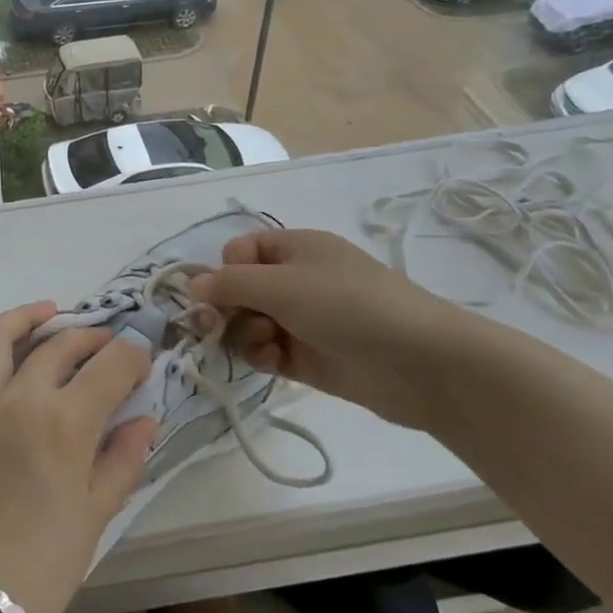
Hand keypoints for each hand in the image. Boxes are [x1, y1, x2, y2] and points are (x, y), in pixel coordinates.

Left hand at [0, 302, 156, 612]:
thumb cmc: (41, 565)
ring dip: (30, 317)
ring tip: (50, 314)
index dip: (132, 355)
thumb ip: (123, 458)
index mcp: (65, 424)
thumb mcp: (96, 515)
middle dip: (92, 336)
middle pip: (61, 343)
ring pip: (1, 334)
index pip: (110, 365)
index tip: (141, 357)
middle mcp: (19, 396)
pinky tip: (1, 350)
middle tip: (107, 343)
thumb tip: (145, 418)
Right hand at [188, 229, 467, 430]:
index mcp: (295, 249)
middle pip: (240, 290)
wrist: (421, 363)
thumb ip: (229, 284)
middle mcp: (296, 281)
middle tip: (215, 327)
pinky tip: (271, 362)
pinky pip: (267, 351)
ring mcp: (302, 320)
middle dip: (226, 307)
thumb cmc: (348, 306)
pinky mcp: (309, 357)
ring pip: (249, 323)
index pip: (240, 252)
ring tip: (264, 345)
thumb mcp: (282, 285)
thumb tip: (190, 285)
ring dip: (243, 334)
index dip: (224, 271)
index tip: (220, 293)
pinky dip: (261, 355)